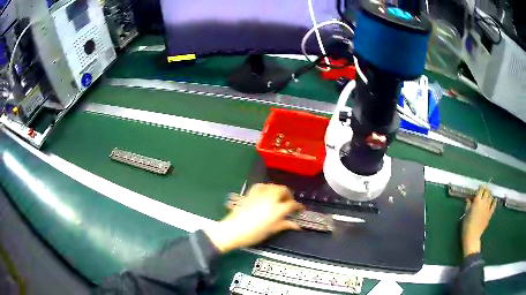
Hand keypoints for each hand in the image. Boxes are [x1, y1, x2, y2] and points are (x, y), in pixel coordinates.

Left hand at [205, 184, 304, 252]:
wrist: (233, 230)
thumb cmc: (254, 234)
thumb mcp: (272, 231)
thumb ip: (285, 225)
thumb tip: (296, 225)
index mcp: (277, 209)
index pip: (292, 204)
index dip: (298, 206)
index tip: (300, 209)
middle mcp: (270, 198)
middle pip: (283, 190)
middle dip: (289, 195)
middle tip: (289, 203)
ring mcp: (260, 194)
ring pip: (273, 186)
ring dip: (279, 190)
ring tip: (279, 198)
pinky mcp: (251, 193)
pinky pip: (261, 186)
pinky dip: (267, 187)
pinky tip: (267, 192)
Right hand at [462, 186, 496, 256]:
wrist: (472, 237)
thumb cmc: (467, 226)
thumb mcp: (466, 215)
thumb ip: (468, 205)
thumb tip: (468, 199)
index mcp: (477, 201)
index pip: (481, 190)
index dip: (480, 187)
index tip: (479, 188)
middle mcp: (483, 202)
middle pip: (487, 191)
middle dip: (486, 189)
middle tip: (484, 190)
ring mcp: (488, 208)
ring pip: (491, 196)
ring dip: (489, 194)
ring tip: (488, 195)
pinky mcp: (490, 213)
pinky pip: (494, 205)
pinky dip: (494, 201)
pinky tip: (494, 200)